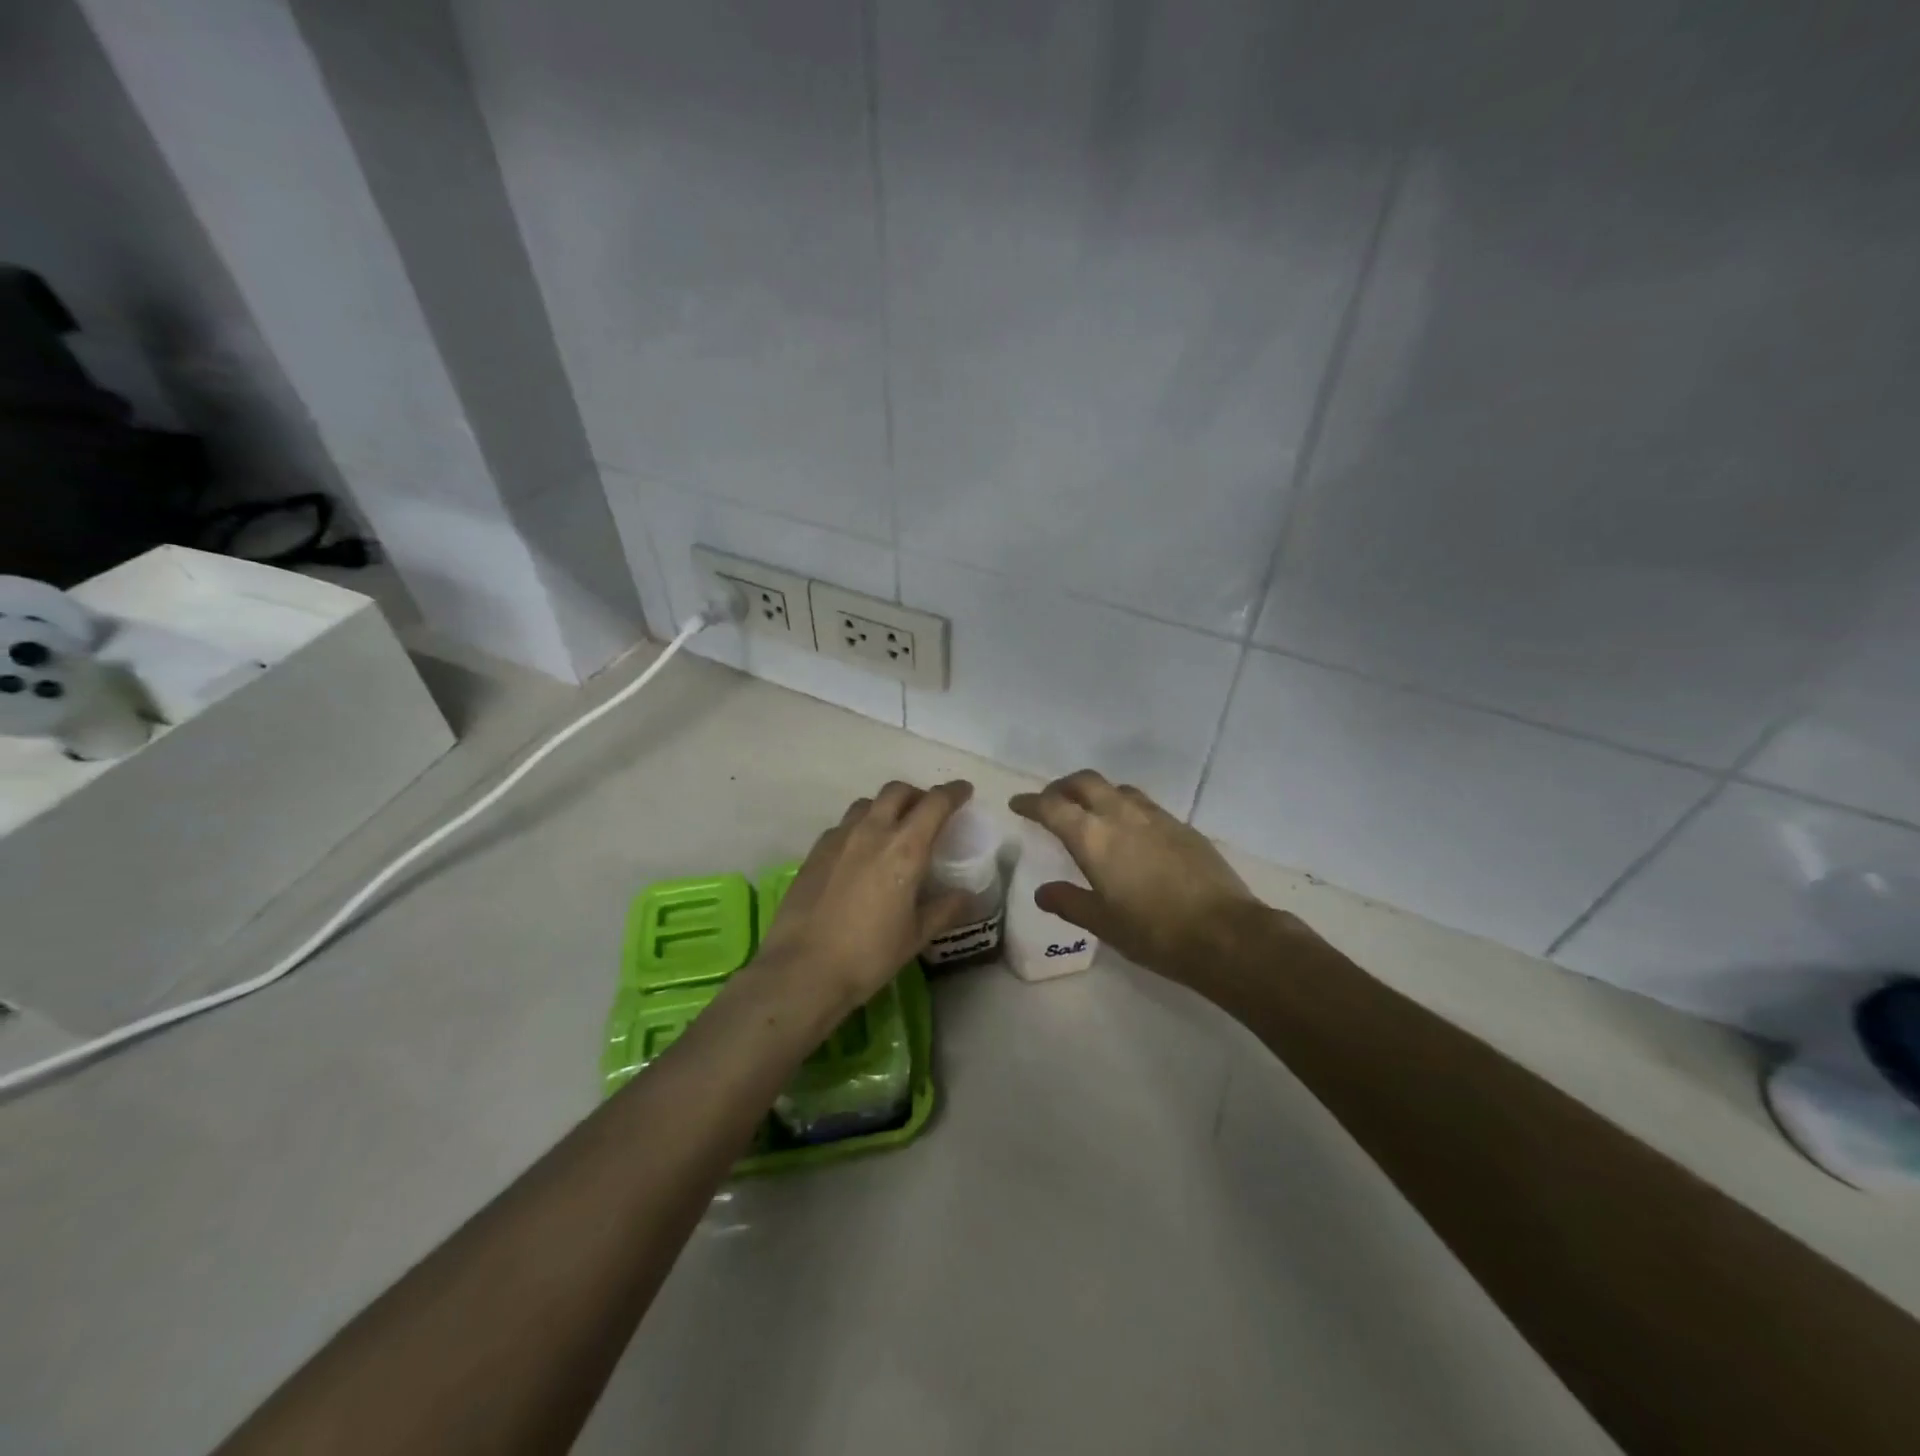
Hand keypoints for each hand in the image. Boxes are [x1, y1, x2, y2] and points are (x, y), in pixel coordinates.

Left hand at [753, 780, 976, 1016]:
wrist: (802, 969)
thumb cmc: (868, 955)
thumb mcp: (915, 936)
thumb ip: (944, 909)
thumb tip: (966, 895)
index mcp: (905, 849)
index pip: (935, 803)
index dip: (953, 792)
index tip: (964, 791)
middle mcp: (872, 832)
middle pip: (898, 791)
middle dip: (918, 794)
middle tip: (928, 812)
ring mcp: (839, 838)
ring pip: (867, 804)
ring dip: (886, 807)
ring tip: (893, 829)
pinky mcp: (815, 851)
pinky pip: (843, 825)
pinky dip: (860, 826)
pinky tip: (860, 852)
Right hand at [1010, 770, 1263, 982]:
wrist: (1224, 933)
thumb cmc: (1153, 932)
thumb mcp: (1103, 922)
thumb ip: (1069, 902)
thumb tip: (1043, 893)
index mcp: (1093, 837)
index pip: (1052, 807)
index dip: (1031, 803)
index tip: (1018, 804)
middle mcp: (1121, 815)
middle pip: (1084, 782)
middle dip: (1062, 786)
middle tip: (1051, 801)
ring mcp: (1155, 816)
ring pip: (1117, 788)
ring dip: (1096, 792)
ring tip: (1090, 812)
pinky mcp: (1182, 826)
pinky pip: (1143, 804)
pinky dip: (1124, 806)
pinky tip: (1130, 831)